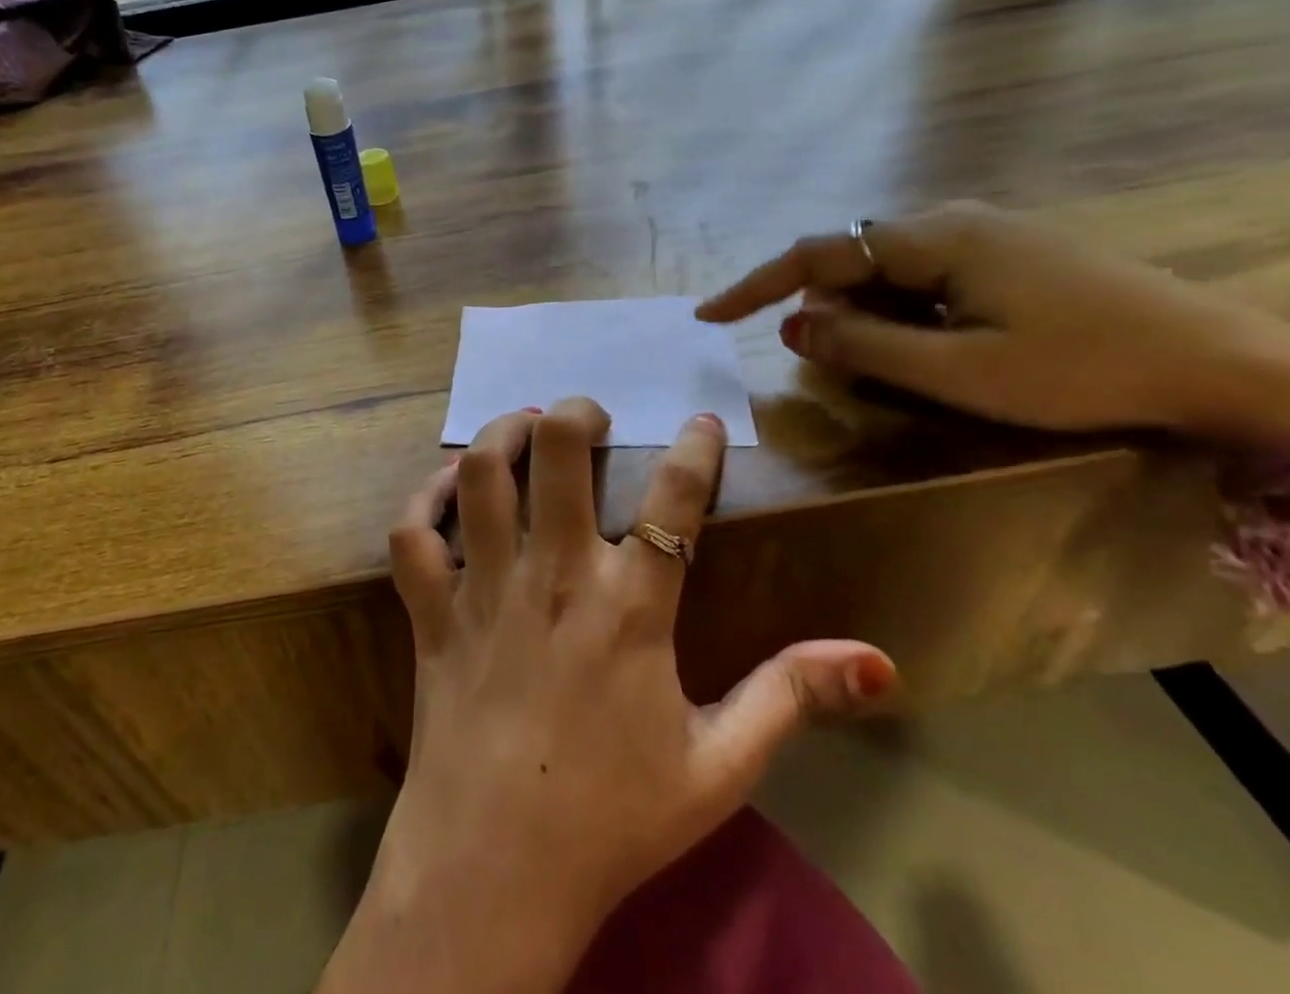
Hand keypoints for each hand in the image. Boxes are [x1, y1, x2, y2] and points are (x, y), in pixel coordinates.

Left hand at [321, 399, 893, 993]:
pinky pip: (414, 535)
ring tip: (524, 426)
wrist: (494, 875)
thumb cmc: (613, 820)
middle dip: (575, 414)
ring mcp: (484, 589)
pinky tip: (449, 485)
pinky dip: (426, 497)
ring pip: (483, 475)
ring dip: (501, 435)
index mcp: (629, 608)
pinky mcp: (433, 613)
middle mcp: (553, 577)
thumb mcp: (720, 767)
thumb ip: (791, 699)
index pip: (673, 500)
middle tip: (589, 415)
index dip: (696, 449)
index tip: (702, 421)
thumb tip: (875, 657)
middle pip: (559, 453)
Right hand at [697, 202, 1289, 445]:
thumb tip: (791, 325)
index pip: (816, 254)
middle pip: (852, 260)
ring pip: (889, 272)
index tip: (707, 314)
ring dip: (870, 316)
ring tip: (896, 365)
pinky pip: (925, 278)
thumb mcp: (958, 371)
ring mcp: (982, 234)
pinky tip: (934, 347)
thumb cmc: (1079, 369)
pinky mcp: (1005, 254)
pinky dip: (906, 313)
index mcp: (932, 238)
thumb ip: (863, 345)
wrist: (1226, 365)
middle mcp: (948, 221)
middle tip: (828, 364)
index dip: (755, 285)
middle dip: (826, 310)